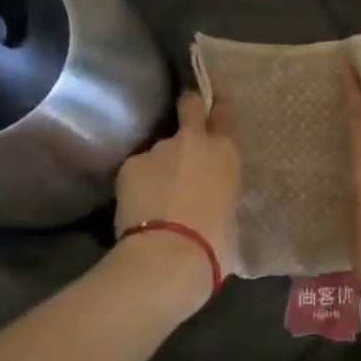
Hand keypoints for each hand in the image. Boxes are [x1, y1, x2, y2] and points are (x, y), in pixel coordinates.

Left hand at [114, 91, 240, 304]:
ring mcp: (158, 149)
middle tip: (186, 120)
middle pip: (190, 105)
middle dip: (188, 107)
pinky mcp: (130, 165)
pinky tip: (138, 206)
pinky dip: (139, 183)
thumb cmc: (215, 242)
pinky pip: (138, 170)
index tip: (214, 112)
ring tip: (157, 194)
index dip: (218, 110)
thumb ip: (221, 192)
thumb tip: (213, 197)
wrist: (168, 256)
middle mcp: (193, 140)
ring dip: (160, 164)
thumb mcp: (230, 212)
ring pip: (160, 149)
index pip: (224, 113)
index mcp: (225, 151)